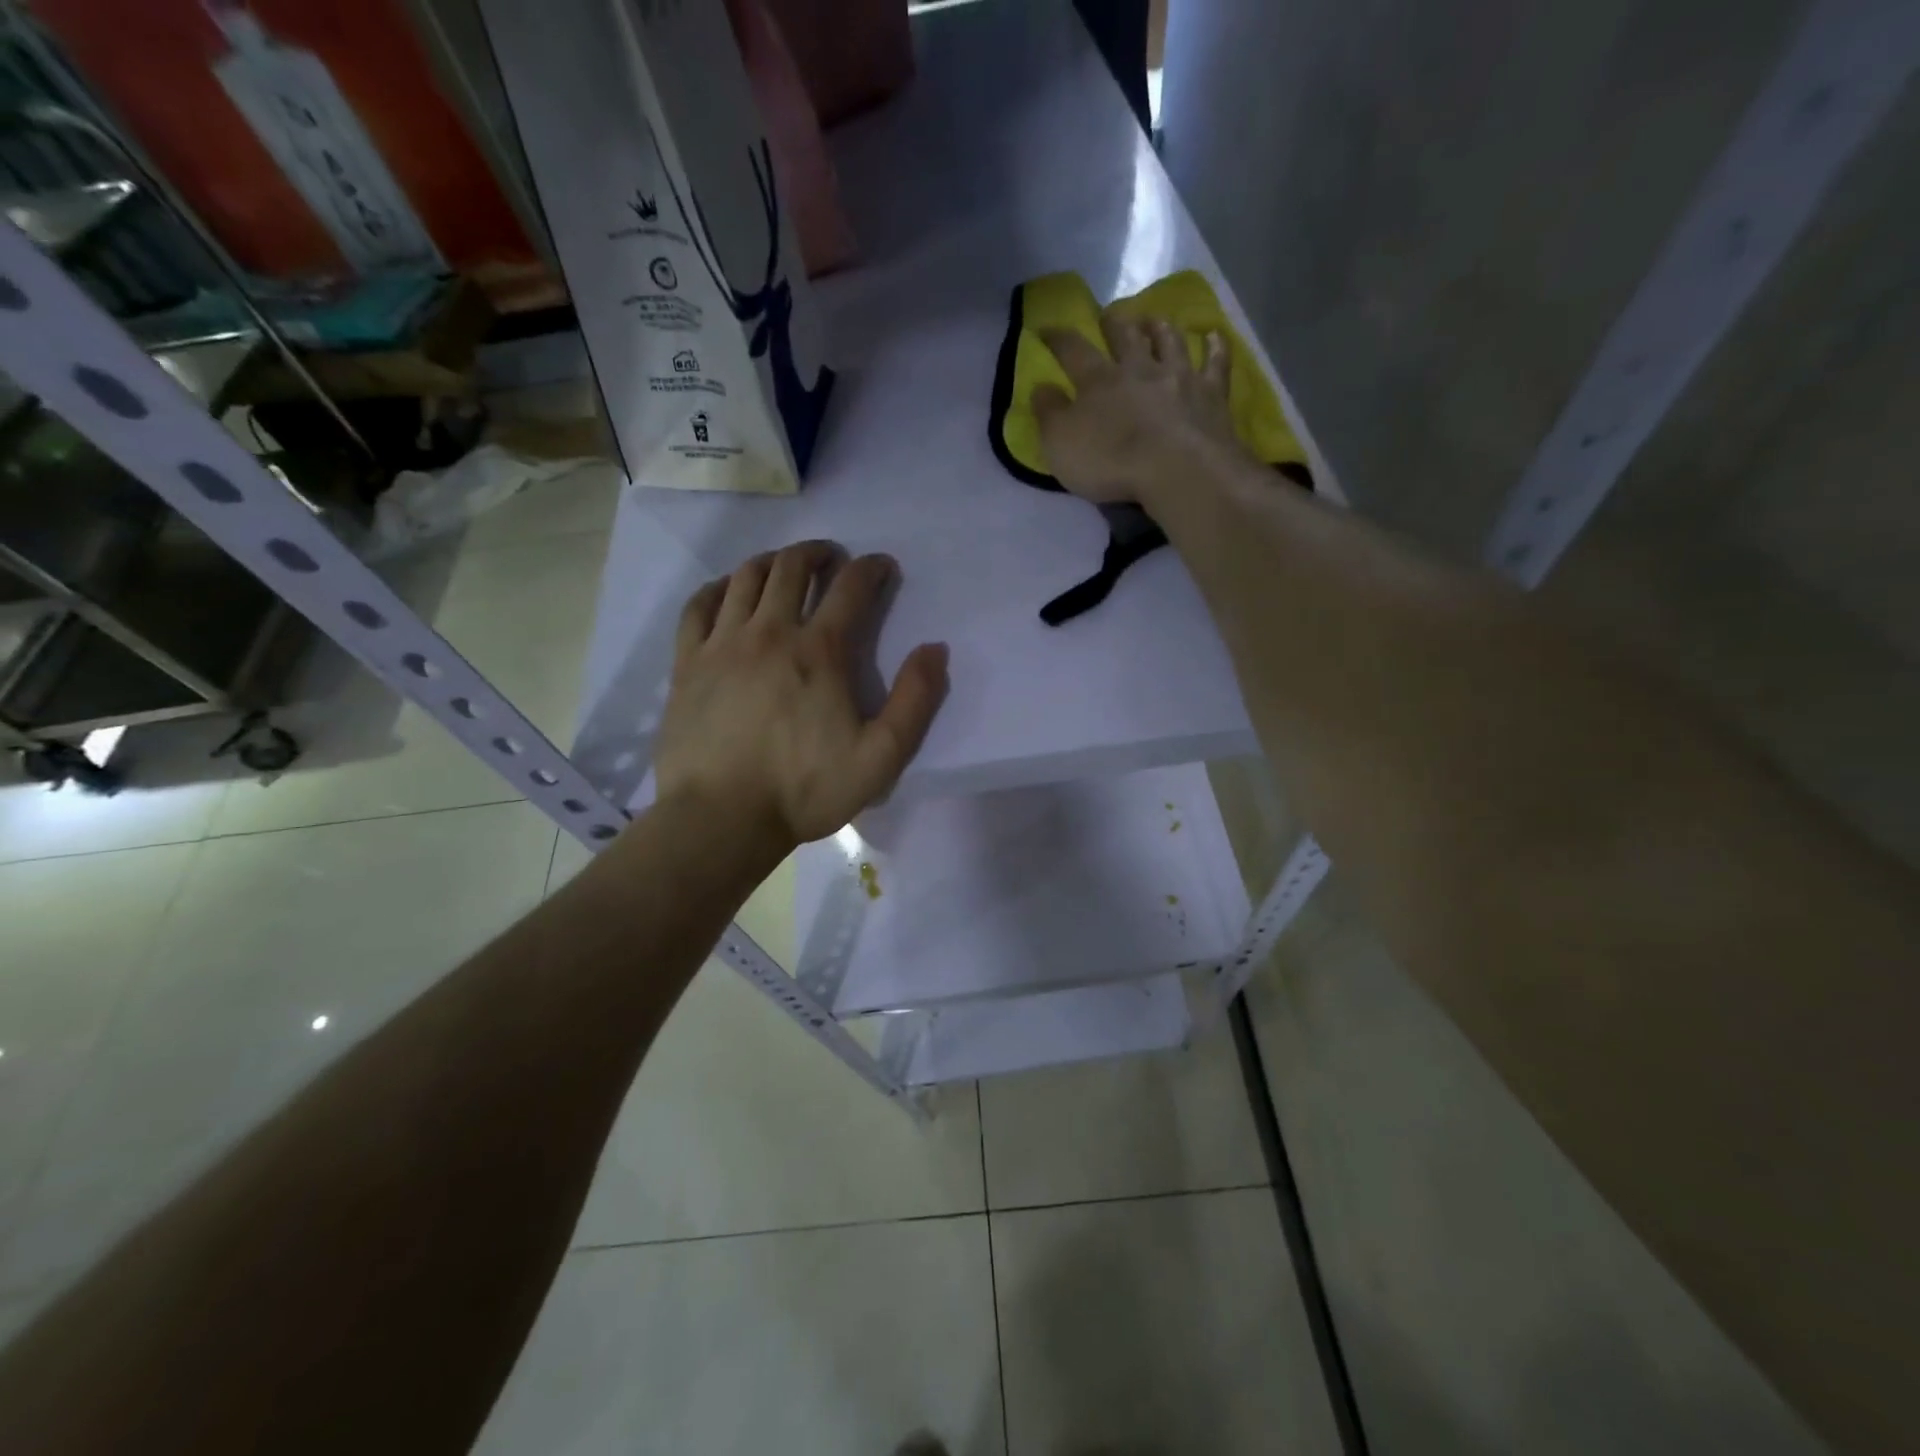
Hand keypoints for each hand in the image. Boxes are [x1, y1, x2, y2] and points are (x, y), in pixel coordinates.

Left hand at [651, 541, 948, 853]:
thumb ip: (914, 701)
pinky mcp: (687, 662)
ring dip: (773, 561)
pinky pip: (700, 605)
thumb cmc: (804, 790)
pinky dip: (720, 587)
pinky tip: (729, 591)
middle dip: (819, 553)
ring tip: (785, 566)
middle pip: (793, 567)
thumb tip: (935, 649)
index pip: (851, 588)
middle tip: (832, 559)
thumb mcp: (880, 758)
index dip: (872, 568)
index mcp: (820, 652)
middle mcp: (770, 632)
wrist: (721, 818)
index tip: (883, 567)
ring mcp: (722, 643)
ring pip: (747, 577)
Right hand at [1033, 315, 1247, 505]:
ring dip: (1160, 328)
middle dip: (1114, 323)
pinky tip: (1214, 336)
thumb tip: (1041, 387)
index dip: (1058, 337)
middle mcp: (1139, 368)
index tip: (1047, 328)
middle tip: (1109, 314)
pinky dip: (1215, 347)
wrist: (1177, 469)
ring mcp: (1179, 376)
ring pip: (1169, 342)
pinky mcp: (1211, 394)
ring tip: (1154, 319)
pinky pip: (1215, 363)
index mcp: (1099, 380)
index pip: (1072, 350)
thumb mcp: (1061, 444)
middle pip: (1125, 336)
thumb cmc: (1111, 461)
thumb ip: (1048, 414)